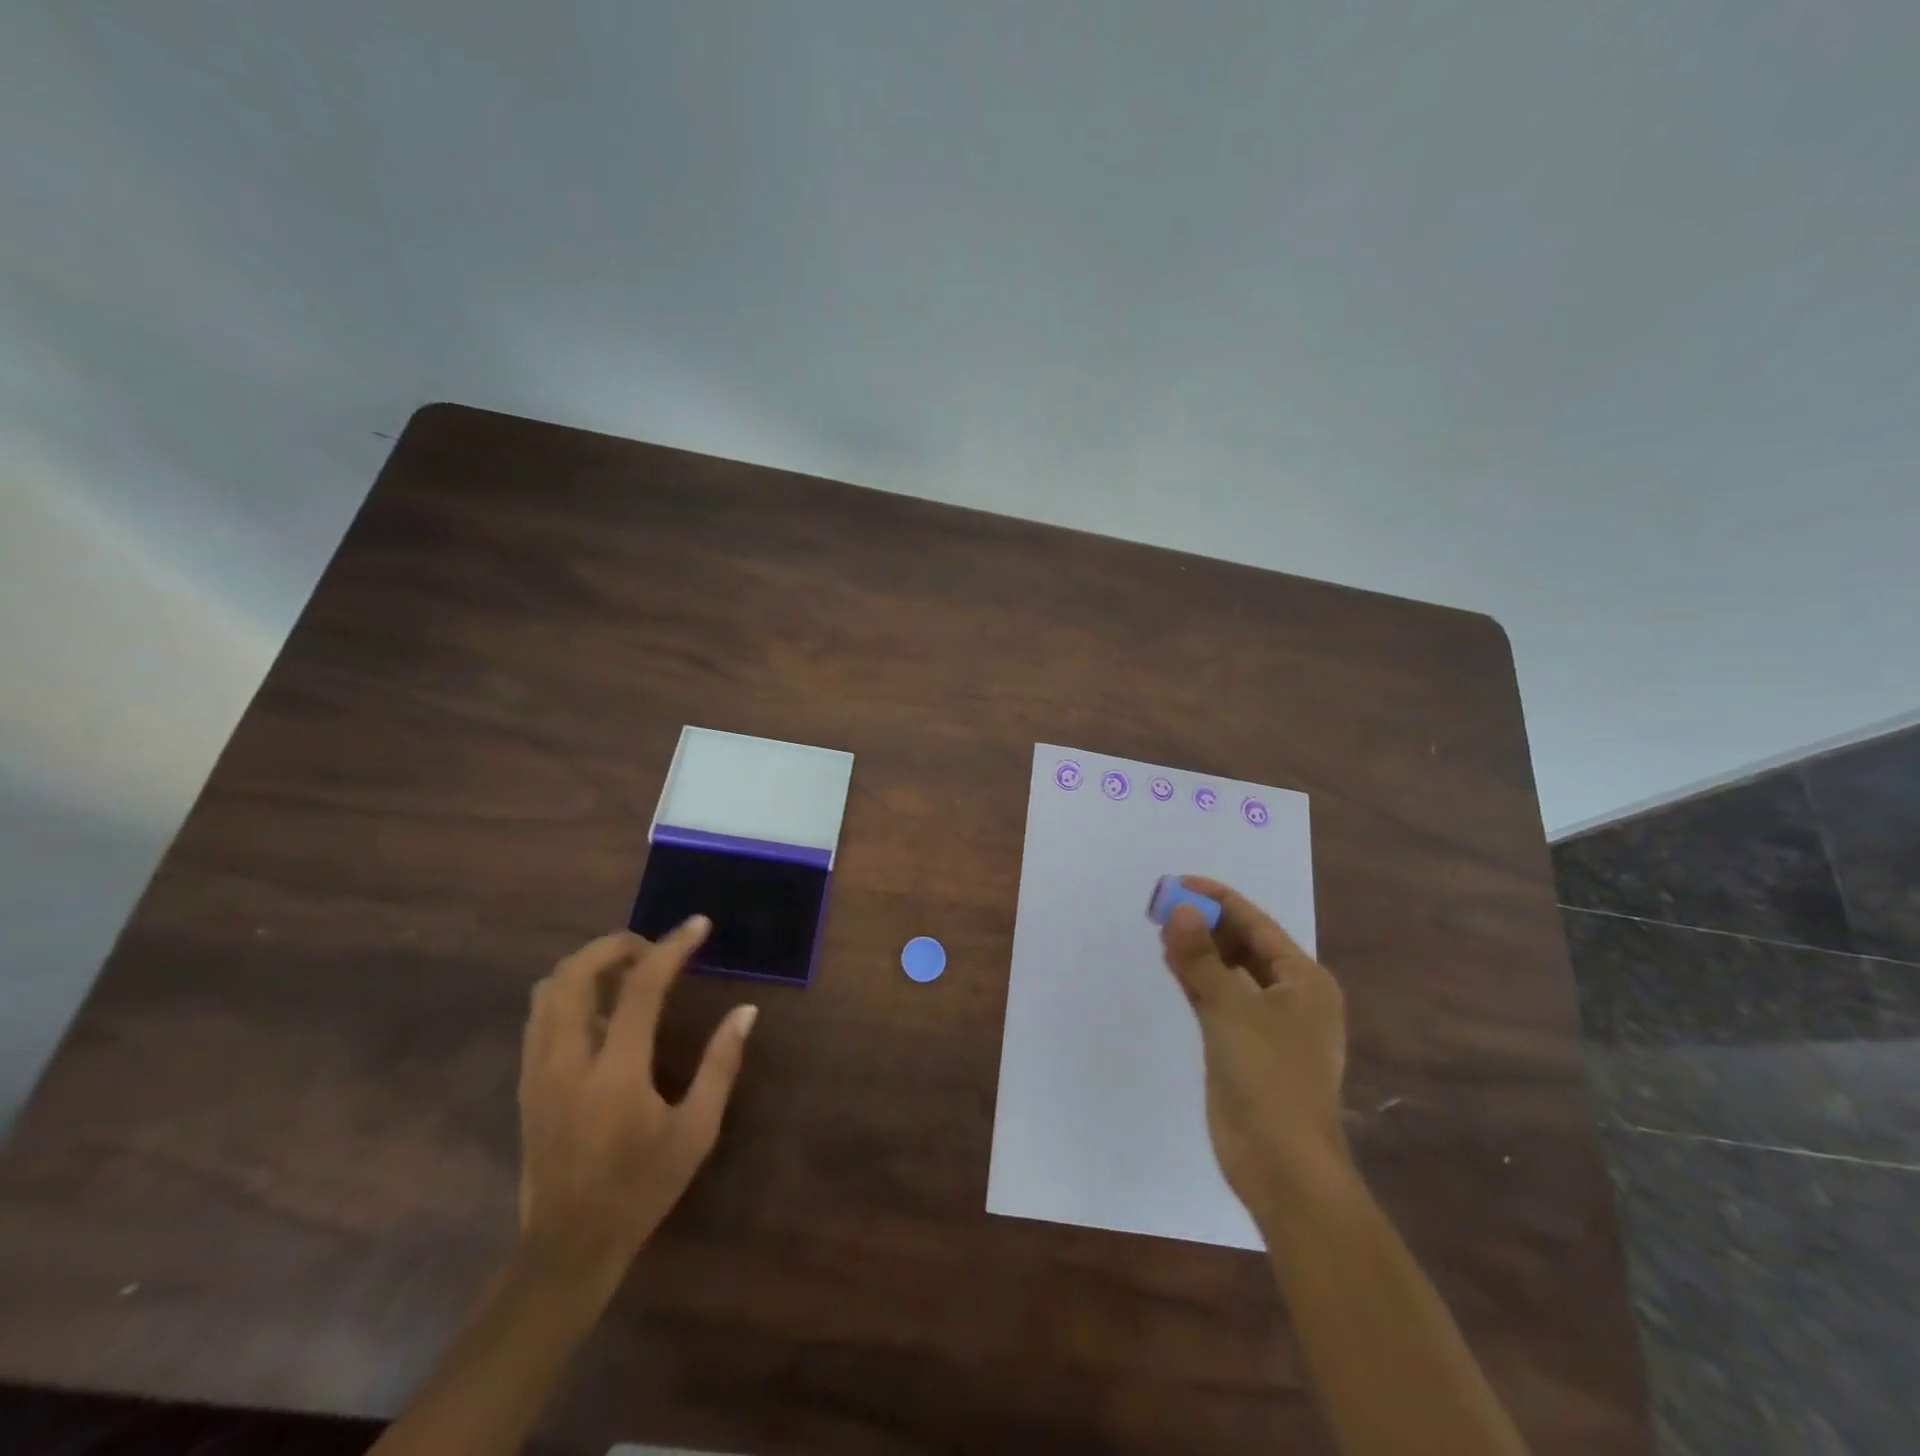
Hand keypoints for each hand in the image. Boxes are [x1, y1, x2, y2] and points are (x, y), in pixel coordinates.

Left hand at [516, 919, 756, 1295]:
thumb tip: (745, 1012)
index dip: (672, 947)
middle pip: (576, 973)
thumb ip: (721, 1065)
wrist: (568, 1247)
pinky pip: (540, 1014)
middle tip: (655, 950)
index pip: (640, 987)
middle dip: (617, 944)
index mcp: (615, 1072)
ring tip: (629, 971)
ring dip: (590, 964)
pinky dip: (571, 990)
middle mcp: (567, 1061)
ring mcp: (538, 1071)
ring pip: (550, 988)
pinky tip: (602, 1006)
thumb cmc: (641, 1188)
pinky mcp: (526, 1082)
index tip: (698, 925)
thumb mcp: (696, 1131)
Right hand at [1159, 877, 1350, 1224]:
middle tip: (1163, 905)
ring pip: (1228, 973)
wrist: (1281, 1164)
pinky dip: (1196, 980)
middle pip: (1243, 946)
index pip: (1257, 925)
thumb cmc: (1269, 1076)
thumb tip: (1179, 909)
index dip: (1219, 900)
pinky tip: (1171, 963)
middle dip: (1206, 924)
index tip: (1180, 882)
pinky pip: (1217, 999)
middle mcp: (1289, 996)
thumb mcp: (1231, 1007)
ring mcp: (1266, 1024)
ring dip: (1198, 951)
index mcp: (1303, 980)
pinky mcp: (1242, 1046)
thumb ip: (1201, 956)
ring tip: (1161, 928)